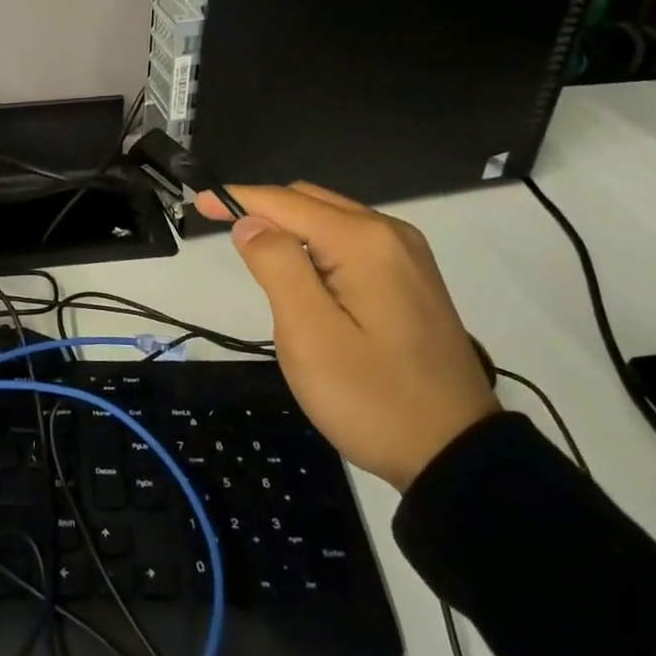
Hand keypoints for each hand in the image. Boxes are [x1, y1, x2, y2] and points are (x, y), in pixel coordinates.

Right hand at [197, 183, 497, 489]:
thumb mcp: (309, 335)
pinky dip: (317, 244)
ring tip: (259, 258)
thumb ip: (276, 266)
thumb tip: (251, 222)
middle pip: (309, 201)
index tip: (199, 202)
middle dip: (264, 210)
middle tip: (224, 235)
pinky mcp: (412, 278)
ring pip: (331, 219)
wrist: (457, 456)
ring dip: (290, 228)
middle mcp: (390, 234)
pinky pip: (352, 241)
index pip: (285, 202)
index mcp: (364, 241)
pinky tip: (305, 274)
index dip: (237, 199)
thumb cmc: (373, 398)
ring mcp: (407, 255)